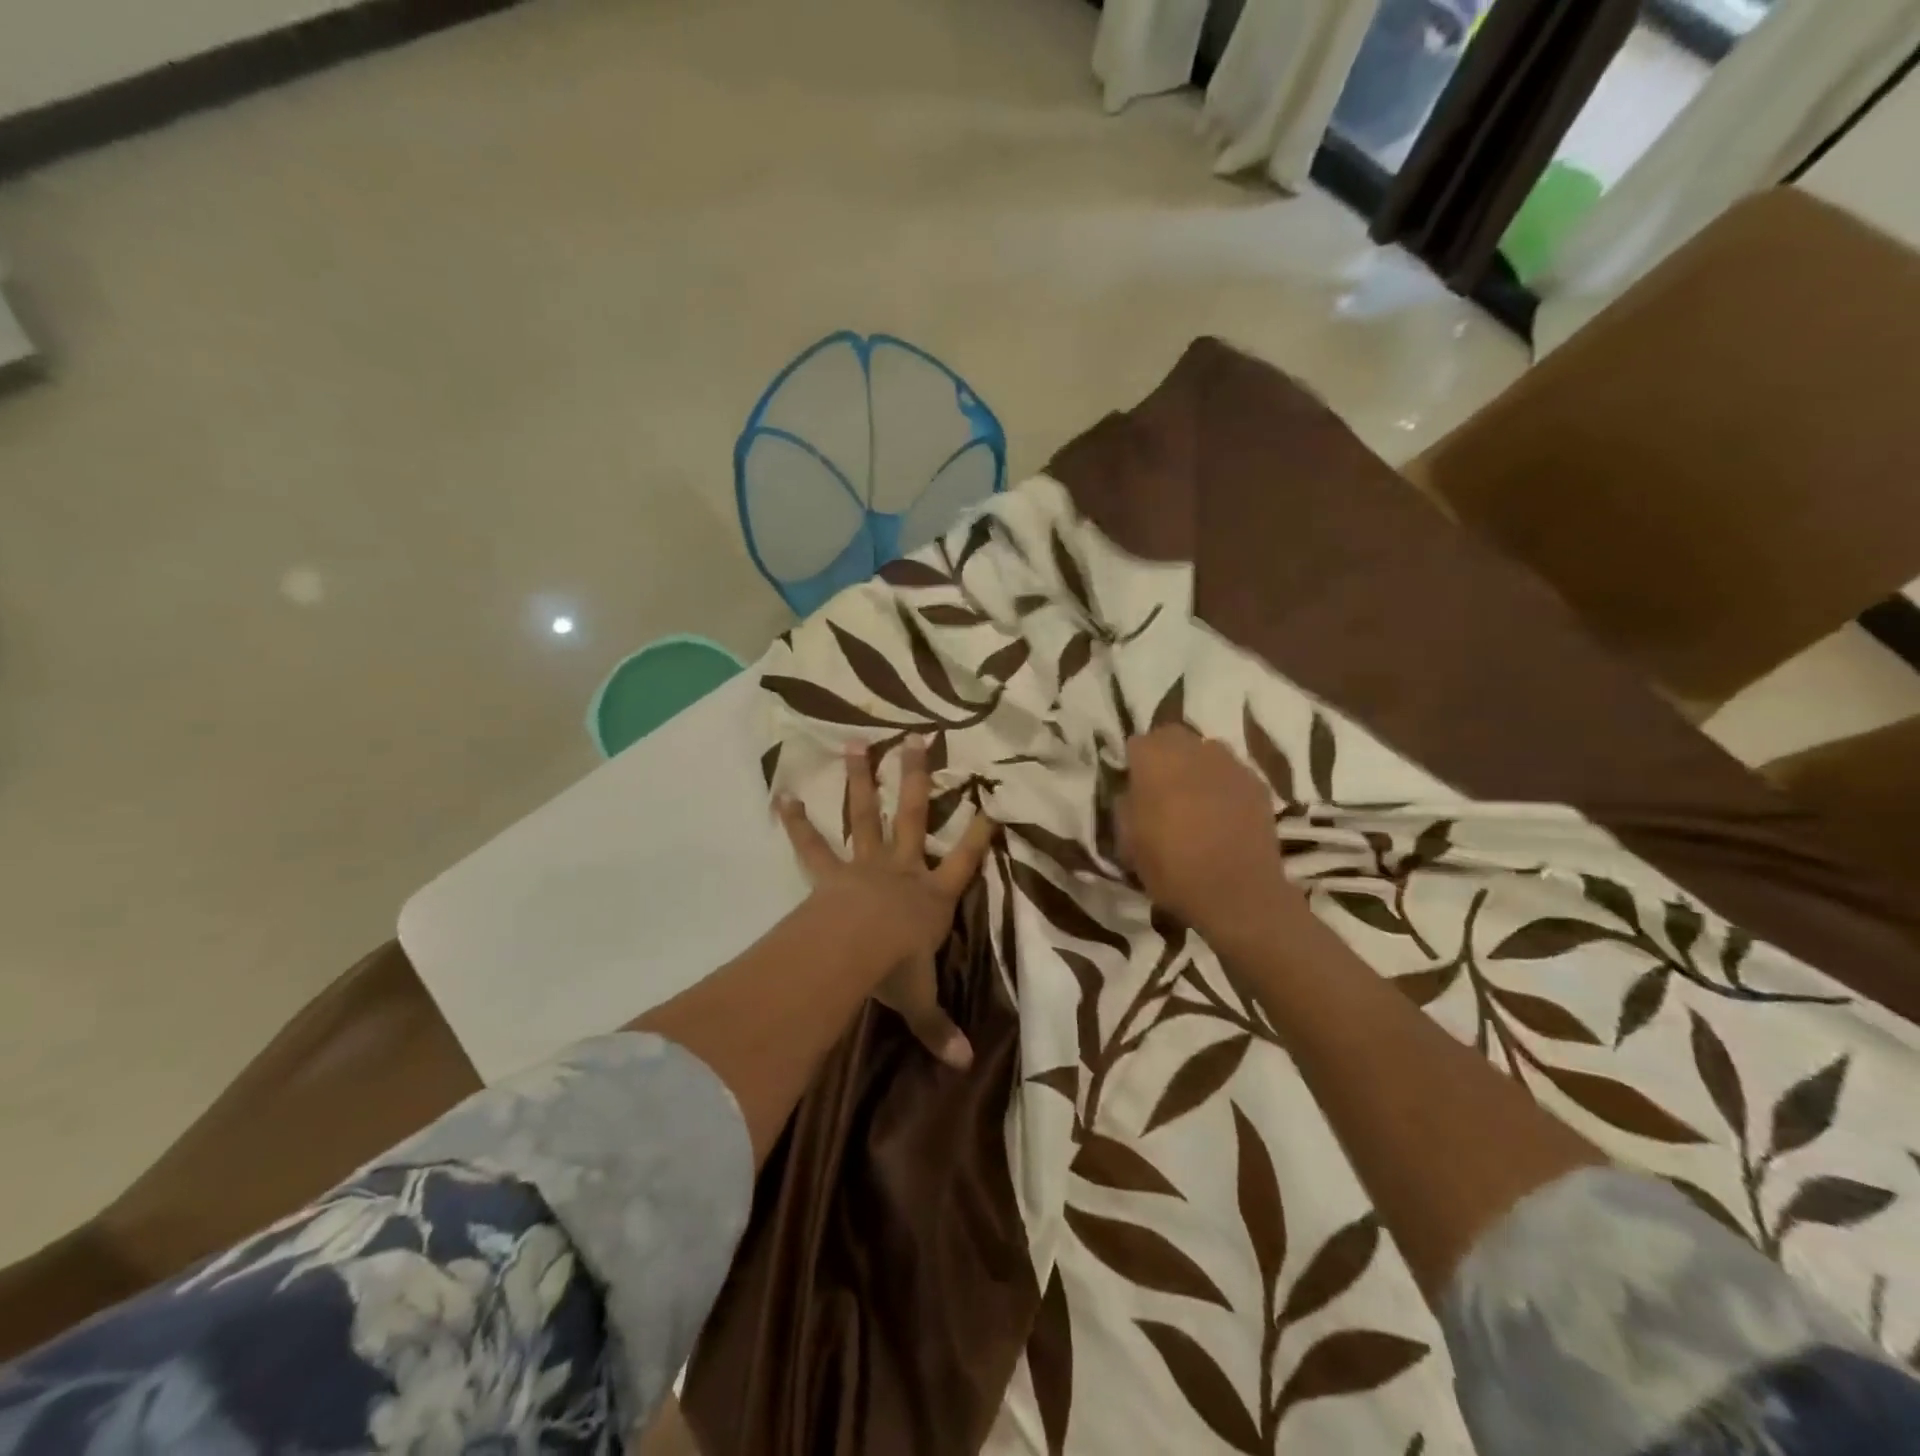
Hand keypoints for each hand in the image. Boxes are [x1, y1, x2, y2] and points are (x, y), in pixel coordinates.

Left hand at [777, 741, 995, 1068]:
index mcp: (932, 898)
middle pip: (913, 816)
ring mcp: (865, 865)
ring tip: (857, 742)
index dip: (979, 835)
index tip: (992, 803)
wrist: (855, 953)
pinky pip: (812, 845)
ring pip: (866, 815)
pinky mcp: (831, 873)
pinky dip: (797, 823)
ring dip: (862, 780)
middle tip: (919, 739)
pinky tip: (782, 795)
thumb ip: (941, 1029)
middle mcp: (903, 870)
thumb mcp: (921, 1001)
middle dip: (918, 778)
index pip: (964, 862)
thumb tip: (966, 1065)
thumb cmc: (896, 971)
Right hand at [1117, 726, 1299, 945]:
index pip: (1137, 743)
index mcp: (1155, 760)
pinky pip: (1231, 772)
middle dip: (1164, 755)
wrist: (1238, 893)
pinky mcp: (1257, 784)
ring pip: (1205, 751)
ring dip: (1195, 766)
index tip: (1132, 786)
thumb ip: (1126, 805)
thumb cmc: (1172, 867)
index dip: (1133, 763)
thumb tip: (1131, 791)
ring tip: (1193, 798)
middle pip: (1172, 737)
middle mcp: (1193, 750)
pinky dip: (1222, 784)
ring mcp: (1230, 764)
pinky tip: (1221, 812)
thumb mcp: (1128, 841)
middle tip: (1160, 787)